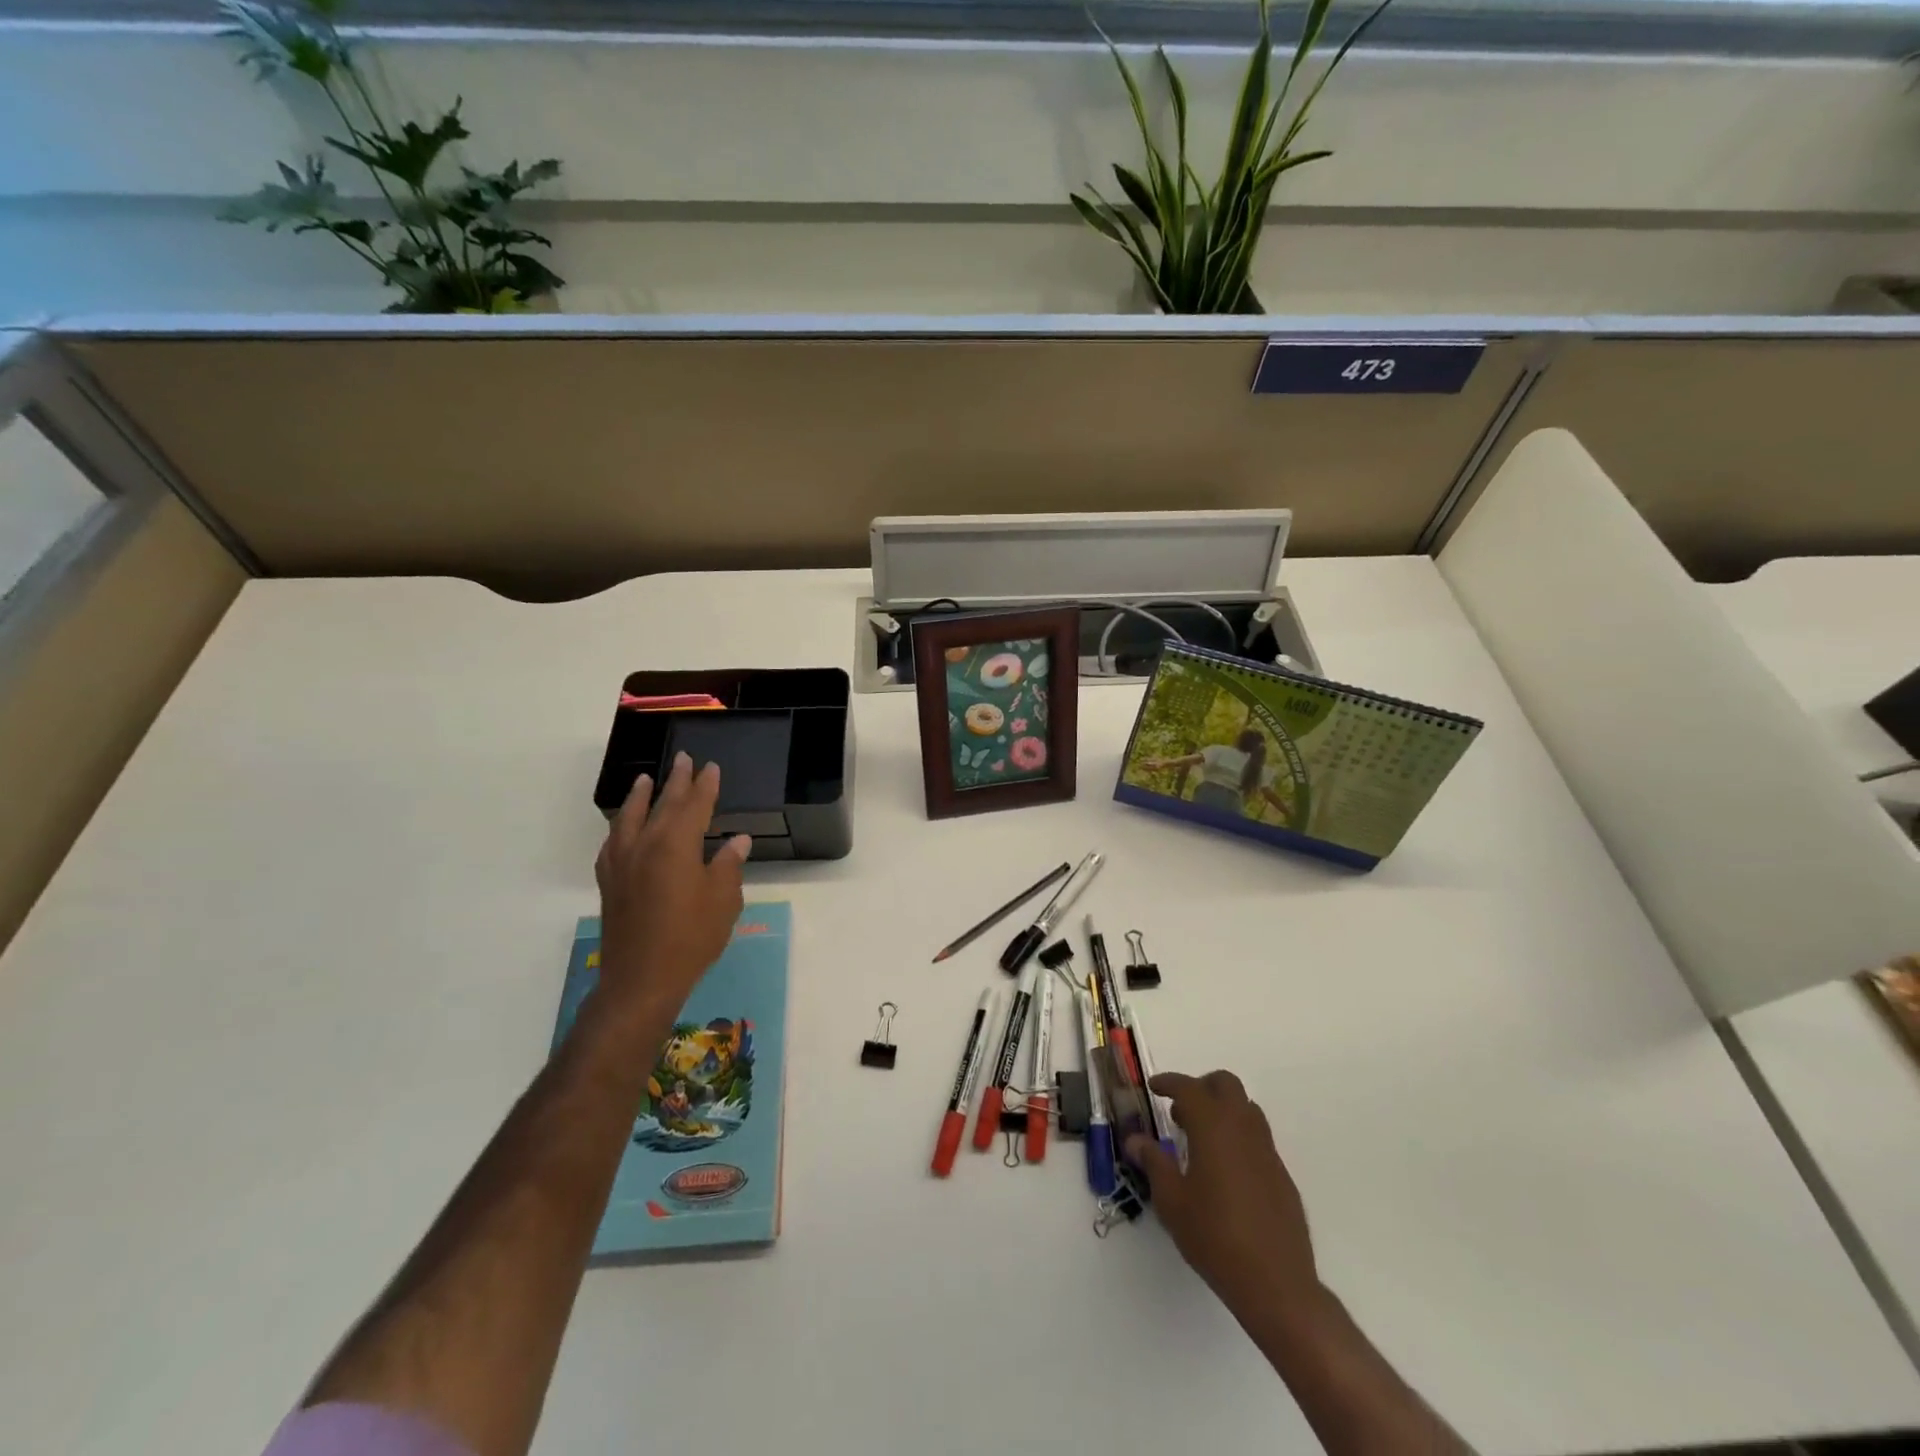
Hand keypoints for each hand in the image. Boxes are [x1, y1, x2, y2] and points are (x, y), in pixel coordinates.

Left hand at [594, 752, 750, 1022]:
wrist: (641, 980)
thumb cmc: (692, 938)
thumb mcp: (723, 900)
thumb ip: (728, 865)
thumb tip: (738, 841)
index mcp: (676, 845)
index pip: (694, 805)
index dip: (705, 785)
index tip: (711, 767)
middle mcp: (645, 845)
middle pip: (662, 804)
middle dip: (675, 781)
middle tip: (683, 759)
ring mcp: (622, 863)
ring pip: (630, 818)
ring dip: (640, 796)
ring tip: (645, 779)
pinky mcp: (609, 882)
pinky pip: (613, 842)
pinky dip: (621, 826)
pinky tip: (624, 827)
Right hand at [1126, 1070, 1323, 1329]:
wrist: (1276, 1284)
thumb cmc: (1214, 1237)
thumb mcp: (1172, 1201)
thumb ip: (1154, 1162)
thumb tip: (1135, 1139)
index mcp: (1213, 1126)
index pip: (1188, 1087)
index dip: (1168, 1082)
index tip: (1154, 1087)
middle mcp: (1243, 1128)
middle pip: (1225, 1085)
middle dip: (1201, 1087)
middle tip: (1180, 1110)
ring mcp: (1267, 1150)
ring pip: (1245, 1108)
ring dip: (1222, 1110)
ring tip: (1200, 1139)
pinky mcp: (1281, 1174)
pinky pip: (1257, 1138)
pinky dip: (1237, 1137)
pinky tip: (1224, 1171)